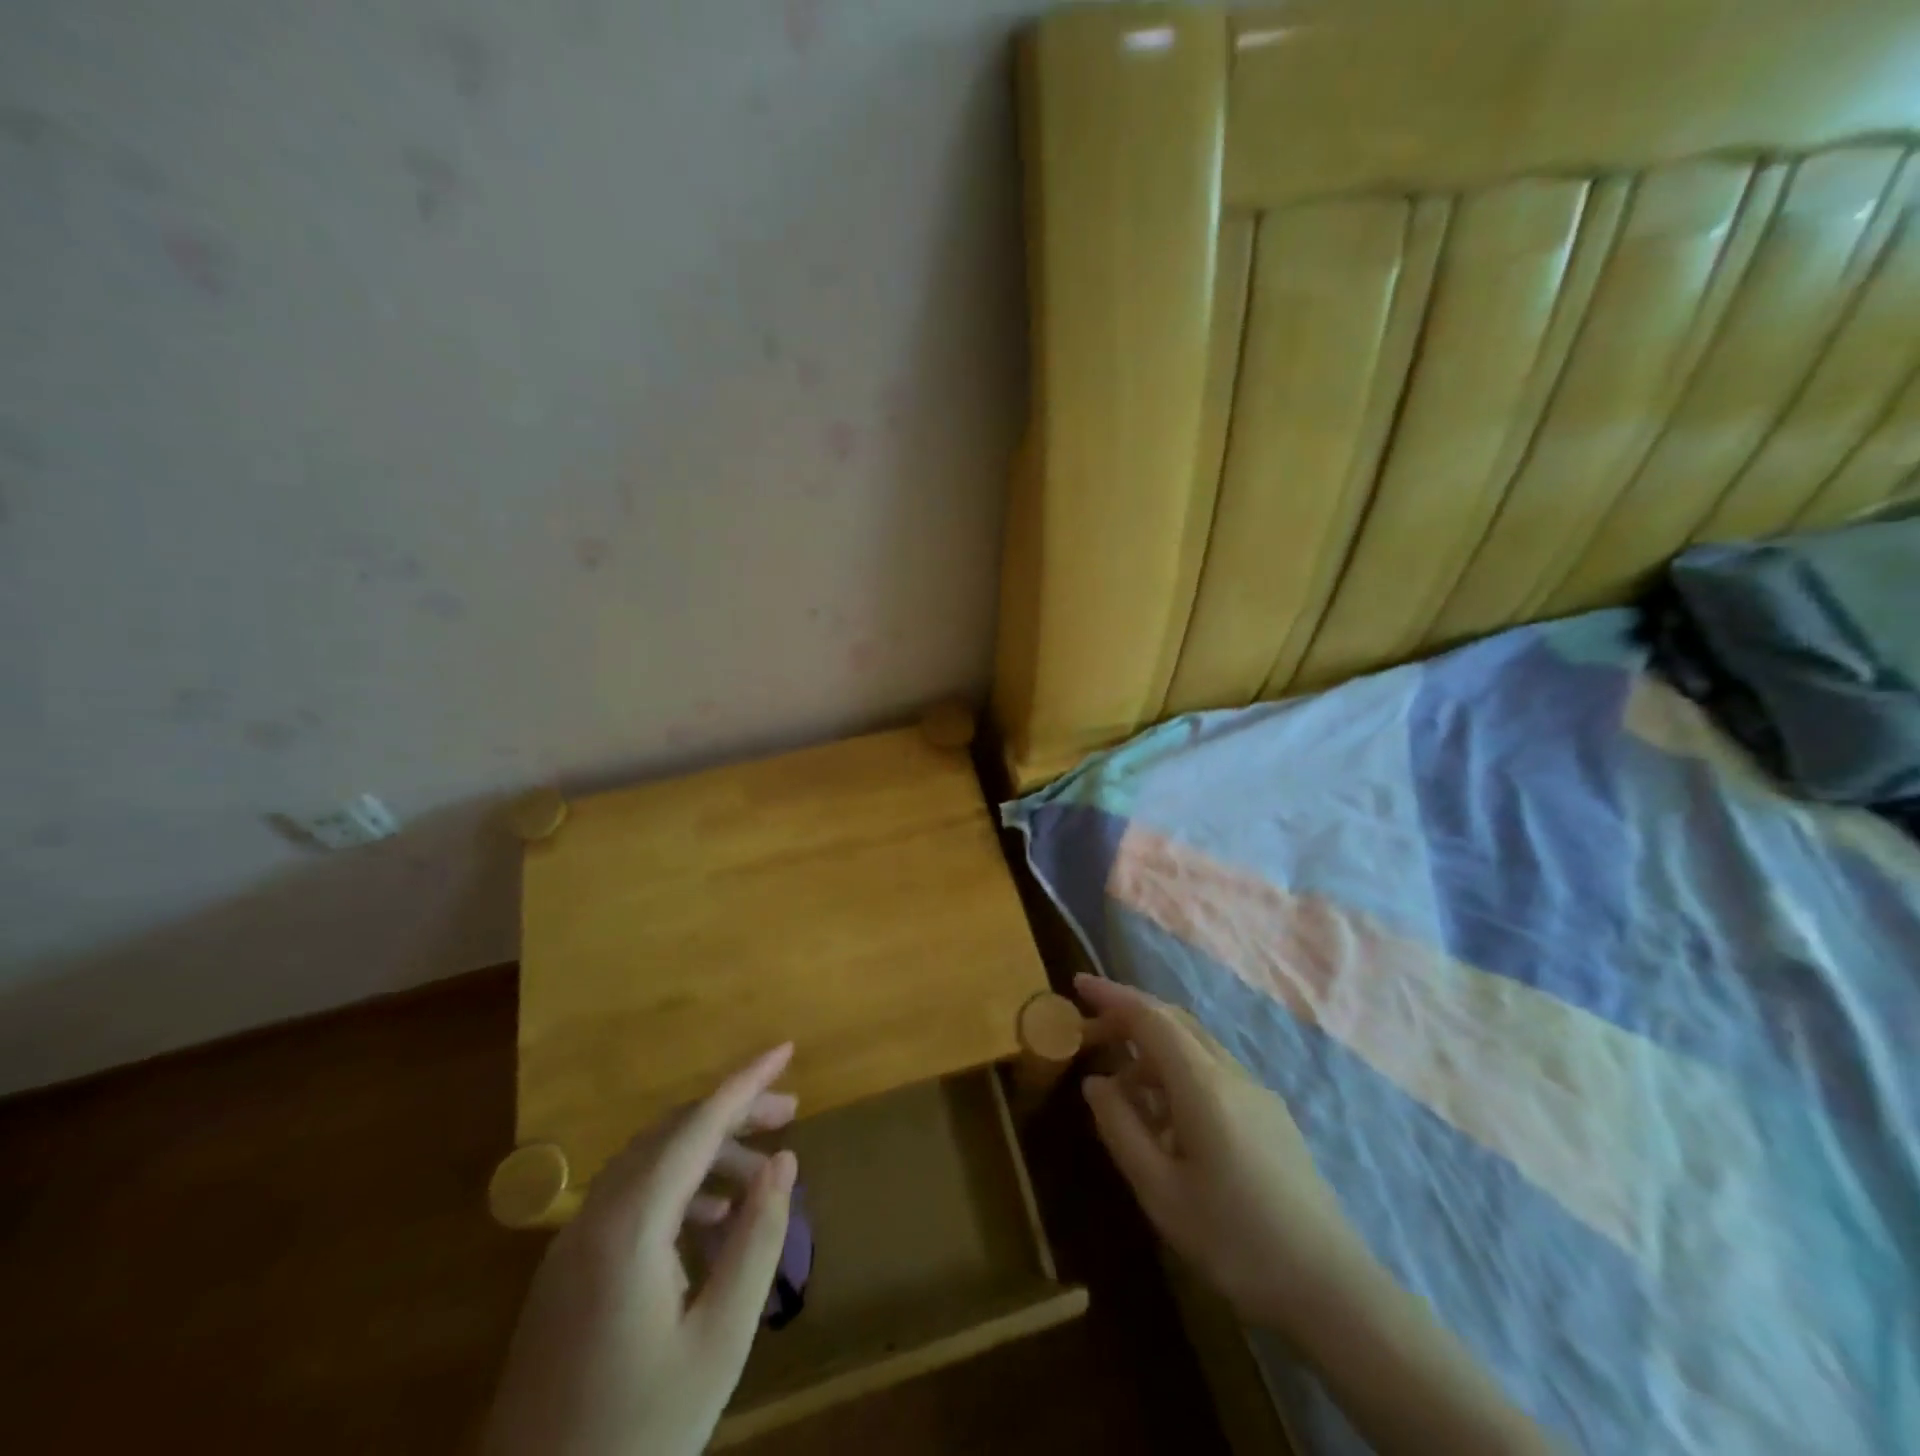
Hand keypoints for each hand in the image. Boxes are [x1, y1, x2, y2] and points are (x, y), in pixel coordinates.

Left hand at [482, 1045, 799, 1455]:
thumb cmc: (639, 1431)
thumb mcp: (719, 1340)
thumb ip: (757, 1241)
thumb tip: (784, 1161)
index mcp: (630, 1224)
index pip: (698, 1124)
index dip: (747, 1081)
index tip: (787, 1049)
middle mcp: (595, 1215)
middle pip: (672, 1133)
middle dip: (733, 1113)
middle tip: (790, 1114)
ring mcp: (573, 1243)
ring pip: (650, 1162)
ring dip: (707, 1153)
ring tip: (760, 1178)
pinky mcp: (566, 1271)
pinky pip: (631, 1198)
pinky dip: (678, 1188)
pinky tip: (711, 1223)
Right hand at [1076, 975, 1373, 1340]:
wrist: (1332, 1290)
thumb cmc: (1235, 1241)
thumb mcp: (1160, 1192)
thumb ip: (1121, 1129)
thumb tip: (1096, 1083)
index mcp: (1202, 1083)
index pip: (1150, 1016)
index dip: (1111, 995)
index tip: (1077, 984)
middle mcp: (1231, 1073)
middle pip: (1174, 1020)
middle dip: (1128, 1017)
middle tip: (1087, 1035)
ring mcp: (1256, 1092)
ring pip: (1194, 1046)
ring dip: (1152, 1049)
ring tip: (1120, 1089)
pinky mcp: (1270, 1115)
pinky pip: (1213, 1072)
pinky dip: (1177, 1072)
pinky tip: (1166, 1118)